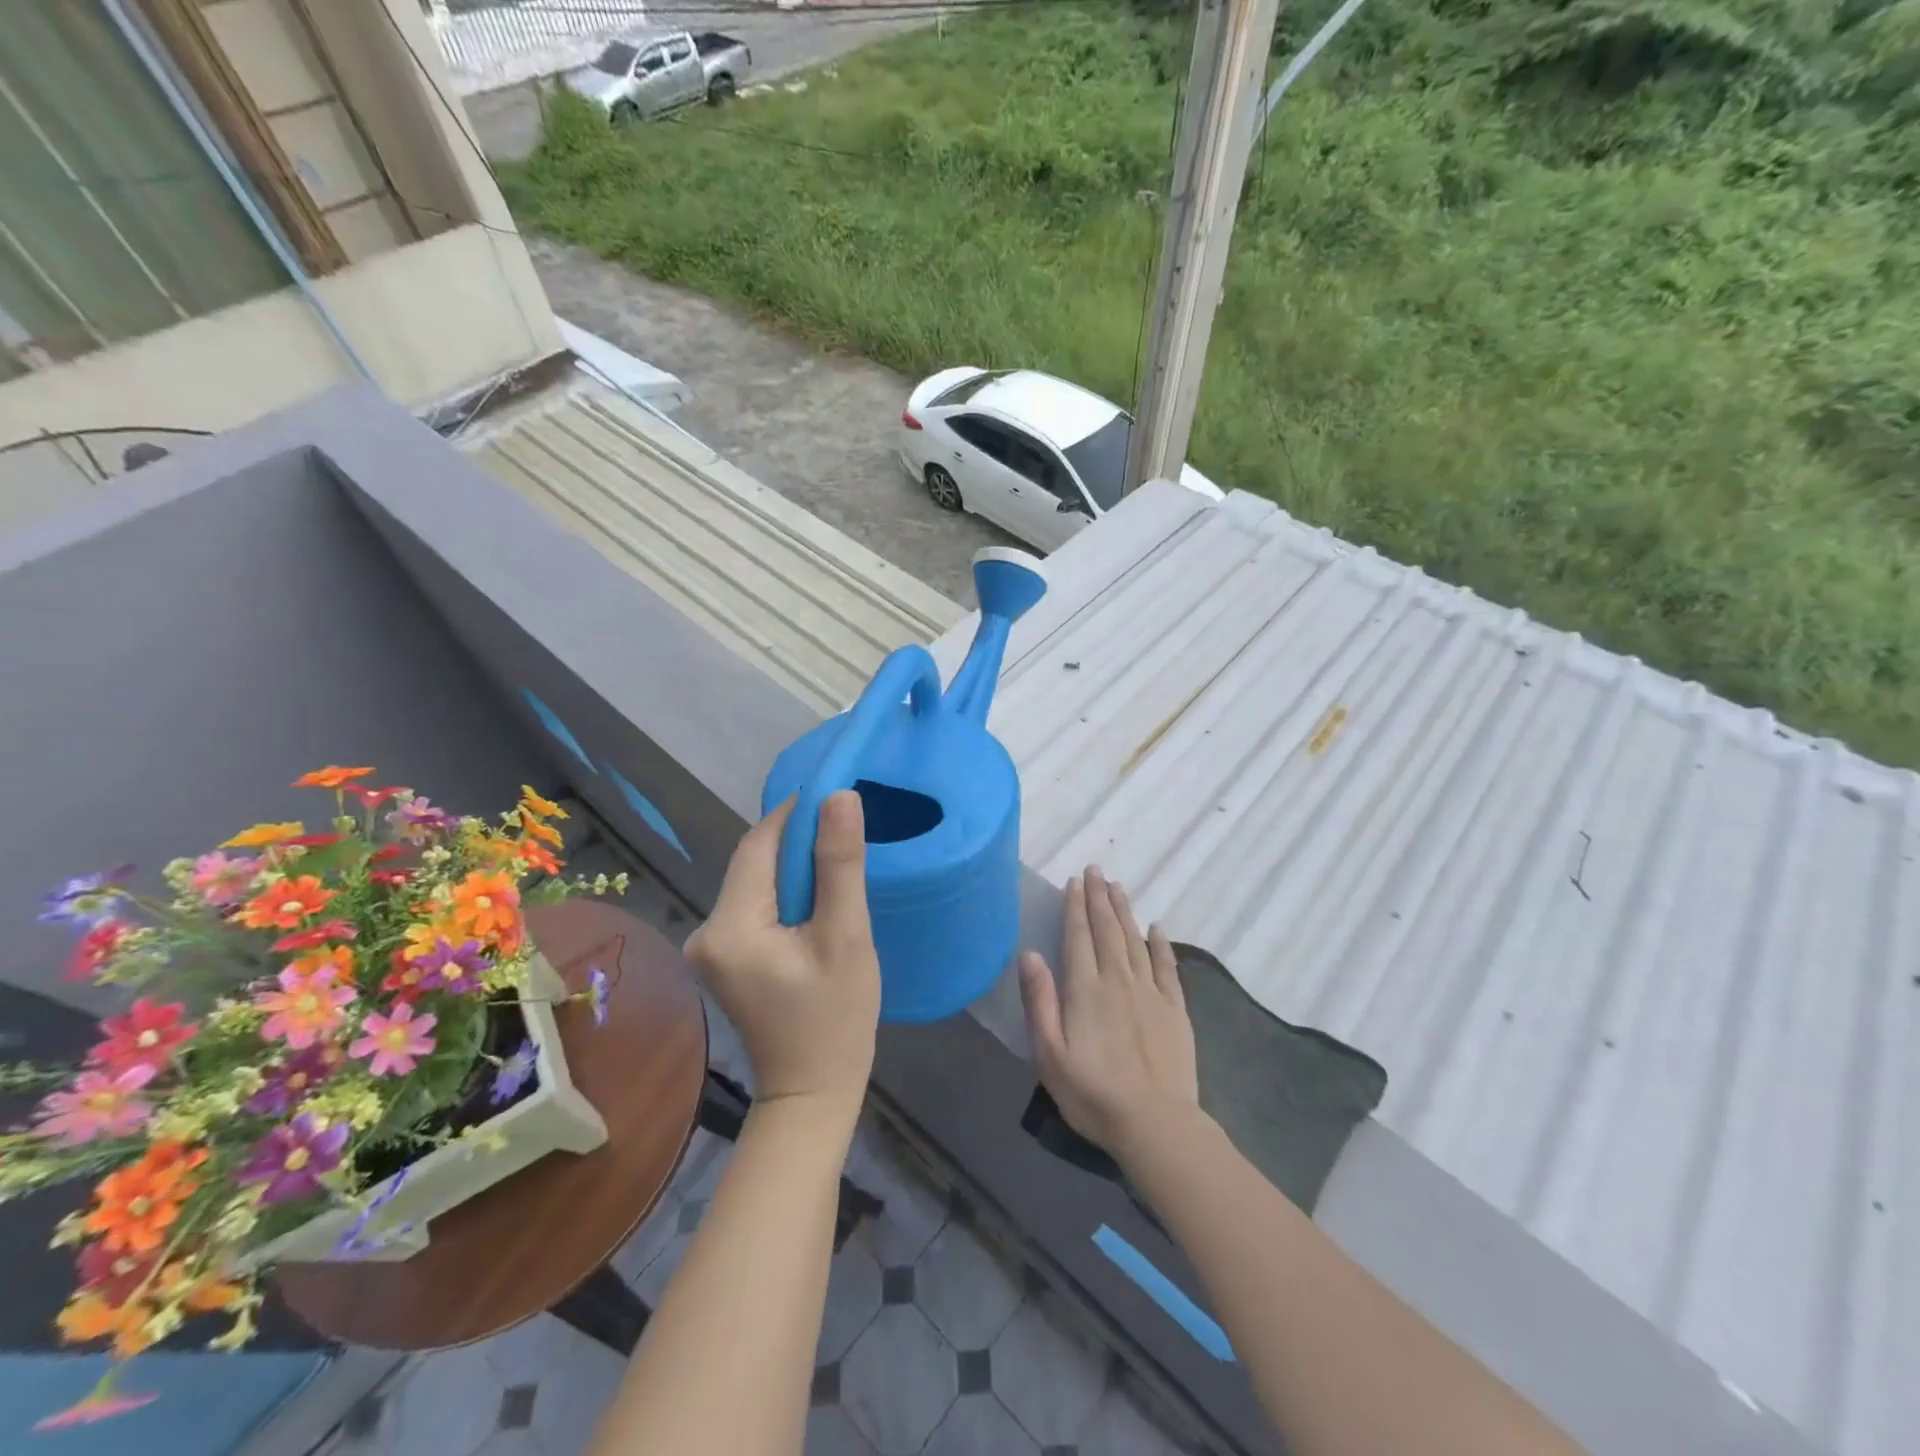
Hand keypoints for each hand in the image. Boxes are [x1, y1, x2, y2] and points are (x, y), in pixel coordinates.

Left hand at [686, 793, 880, 1111]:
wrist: (811, 1093)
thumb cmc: (836, 1019)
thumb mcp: (846, 937)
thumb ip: (840, 865)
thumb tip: (839, 797)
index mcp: (731, 925)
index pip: (759, 844)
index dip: (796, 812)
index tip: (836, 793)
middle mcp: (707, 930)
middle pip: (754, 860)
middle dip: (797, 839)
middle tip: (846, 827)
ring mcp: (711, 946)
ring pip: (756, 880)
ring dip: (794, 865)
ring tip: (839, 859)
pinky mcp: (724, 956)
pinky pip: (755, 903)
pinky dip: (786, 891)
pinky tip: (818, 896)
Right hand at [1018, 868, 1200, 1159]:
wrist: (1155, 1125)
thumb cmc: (1092, 1094)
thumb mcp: (1049, 1054)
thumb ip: (1039, 1001)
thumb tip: (1029, 954)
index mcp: (1085, 989)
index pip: (1078, 936)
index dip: (1075, 907)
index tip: (1075, 881)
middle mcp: (1118, 980)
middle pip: (1107, 929)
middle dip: (1099, 898)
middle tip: (1096, 870)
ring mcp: (1150, 992)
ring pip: (1135, 940)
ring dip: (1124, 911)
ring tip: (1117, 886)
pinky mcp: (1175, 1009)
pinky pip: (1166, 966)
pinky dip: (1160, 943)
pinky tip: (1156, 927)